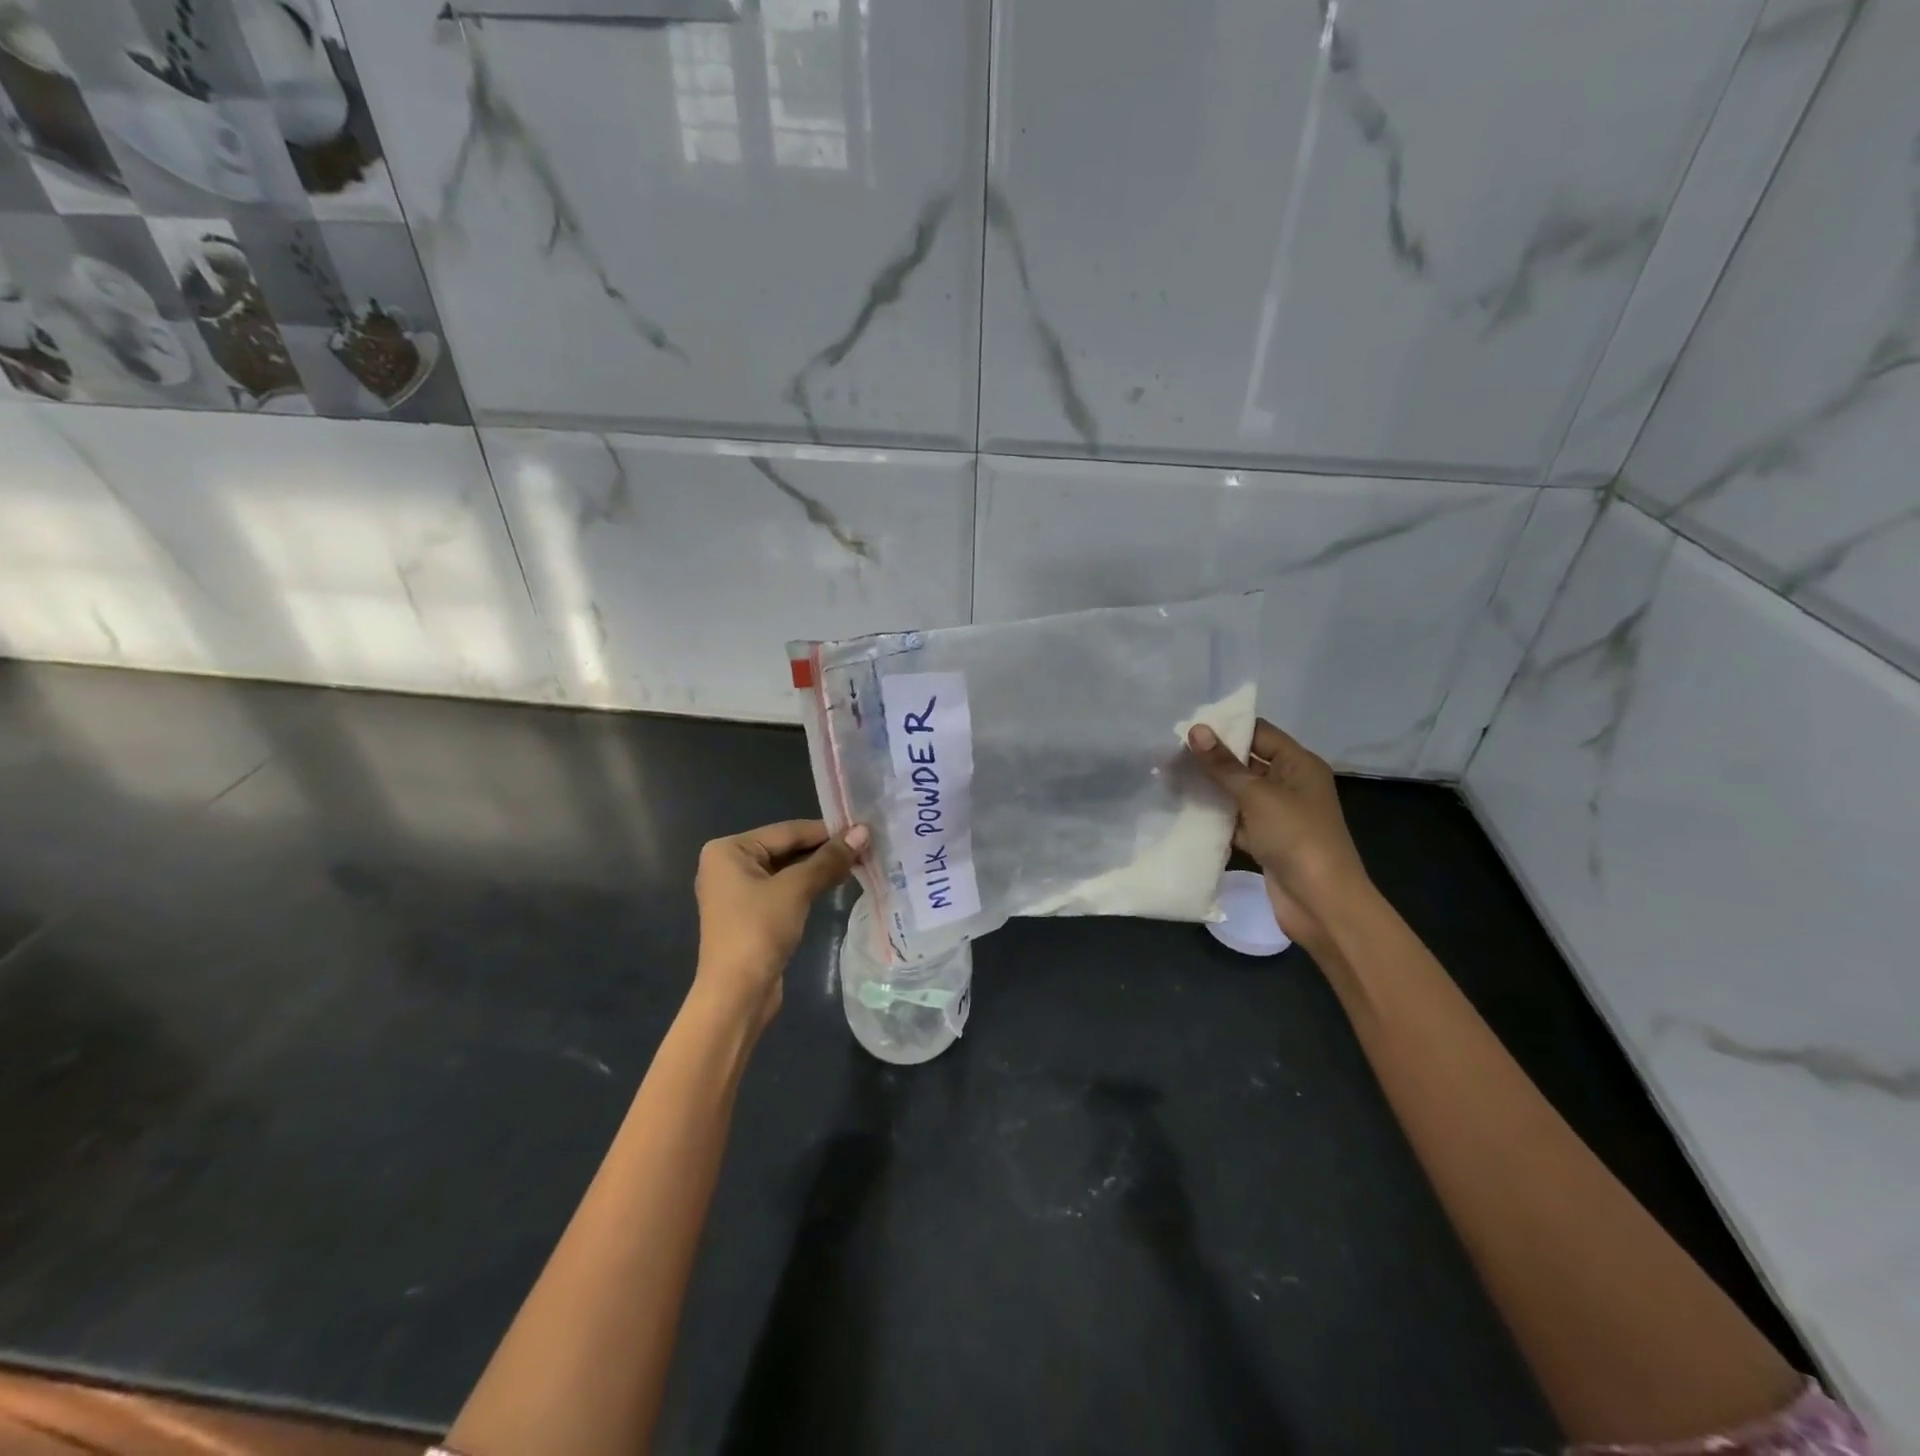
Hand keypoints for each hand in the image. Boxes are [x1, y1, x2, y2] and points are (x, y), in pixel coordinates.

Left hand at [693, 819, 868, 1031]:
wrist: (736, 995)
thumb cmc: (758, 931)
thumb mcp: (796, 889)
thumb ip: (829, 859)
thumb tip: (864, 831)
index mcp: (729, 849)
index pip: (787, 831)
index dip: (827, 831)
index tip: (864, 830)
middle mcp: (728, 864)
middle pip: (787, 848)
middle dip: (825, 850)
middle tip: (866, 847)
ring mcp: (738, 890)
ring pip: (787, 869)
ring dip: (820, 868)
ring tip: (859, 863)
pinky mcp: (751, 913)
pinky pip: (784, 889)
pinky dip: (808, 885)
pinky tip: (836, 883)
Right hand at [1186, 719, 1369, 952]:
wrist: (1320, 901)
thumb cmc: (1295, 837)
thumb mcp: (1257, 795)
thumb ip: (1224, 764)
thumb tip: (1196, 729)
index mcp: (1298, 764)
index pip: (1259, 733)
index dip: (1226, 727)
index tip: (1186, 727)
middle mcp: (1290, 784)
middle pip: (1246, 762)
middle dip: (1211, 759)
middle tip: (1168, 753)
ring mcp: (1277, 814)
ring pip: (1237, 793)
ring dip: (1208, 788)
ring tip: (1168, 777)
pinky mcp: (1265, 840)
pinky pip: (1235, 820)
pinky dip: (1214, 817)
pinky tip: (1182, 810)